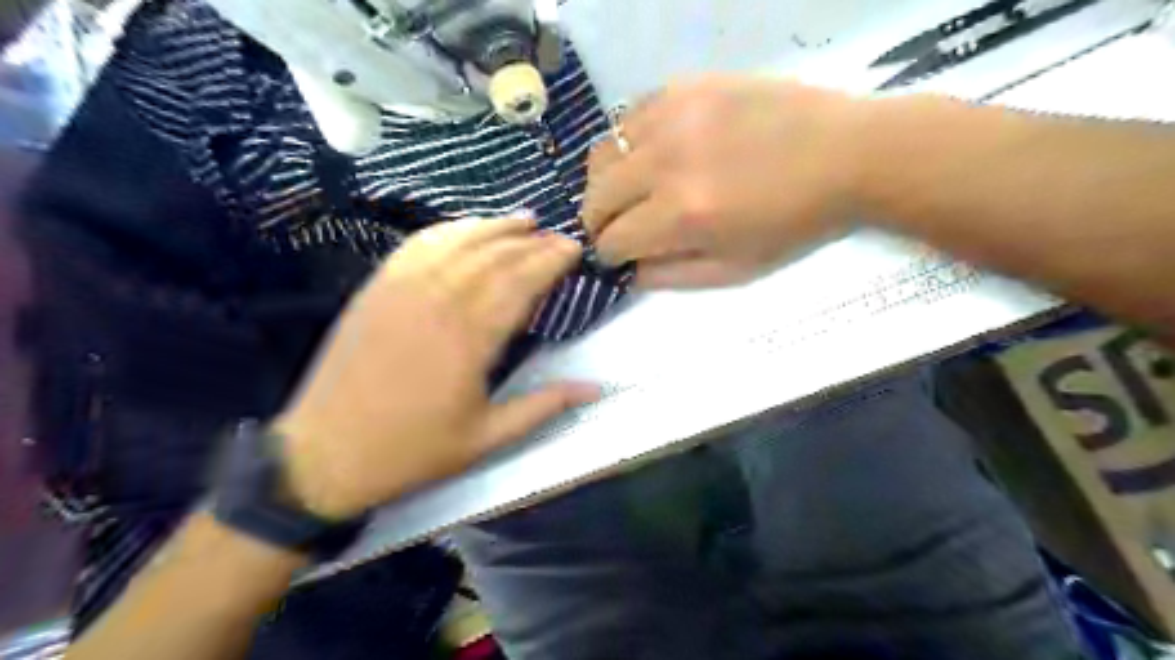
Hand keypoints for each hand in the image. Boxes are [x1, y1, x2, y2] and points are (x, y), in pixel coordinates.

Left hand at [271, 217, 591, 520]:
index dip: (551, 261)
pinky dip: (449, 230)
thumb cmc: (412, 451)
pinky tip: (466, 228)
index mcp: (470, 339)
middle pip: (494, 256)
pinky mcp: (377, 288)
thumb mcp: (486, 438)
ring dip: (494, 227)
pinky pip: (418, 246)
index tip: (574, 249)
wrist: (324, 455)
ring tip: (523, 220)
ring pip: (458, 242)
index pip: (520, 282)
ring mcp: (402, 289)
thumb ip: (543, 406)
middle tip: (557, 237)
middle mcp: (438, 301)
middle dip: (532, 242)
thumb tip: (596, 388)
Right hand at [584, 75, 860, 284]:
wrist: (846, 154)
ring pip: (602, 154)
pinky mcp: (684, 87)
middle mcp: (666, 162)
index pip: (611, 239)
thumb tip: (626, 273)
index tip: (617, 256)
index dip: (608, 255)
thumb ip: (671, 276)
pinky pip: (628, 118)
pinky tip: (651, 155)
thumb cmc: (793, 223)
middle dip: (598, 222)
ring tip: (629, 191)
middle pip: (595, 196)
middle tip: (618, 227)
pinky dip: (627, 145)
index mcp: (682, 215)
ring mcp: (672, 116)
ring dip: (606, 182)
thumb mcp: (734, 269)